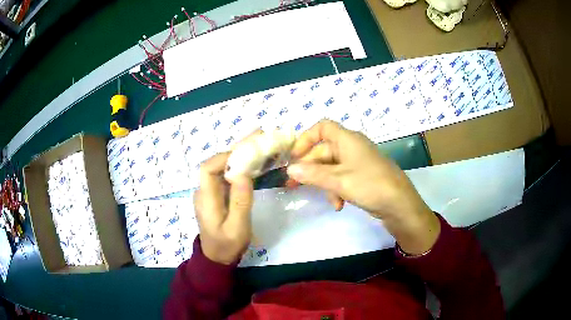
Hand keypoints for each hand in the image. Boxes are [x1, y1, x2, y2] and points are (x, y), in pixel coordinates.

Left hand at [194, 153, 253, 264]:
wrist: (217, 257)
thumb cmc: (227, 244)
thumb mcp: (238, 228)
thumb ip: (240, 202)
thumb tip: (243, 173)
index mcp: (206, 199)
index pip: (207, 169)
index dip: (224, 158)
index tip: (245, 154)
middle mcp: (203, 192)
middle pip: (213, 166)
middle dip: (233, 156)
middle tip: (255, 151)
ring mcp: (207, 194)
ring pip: (219, 171)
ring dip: (236, 162)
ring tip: (256, 158)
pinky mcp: (214, 196)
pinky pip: (222, 178)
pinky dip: (236, 172)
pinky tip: (250, 172)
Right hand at [287, 120, 439, 254]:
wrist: (401, 205)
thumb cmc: (371, 185)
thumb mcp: (339, 180)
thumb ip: (313, 174)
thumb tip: (290, 169)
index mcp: (348, 140)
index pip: (322, 128)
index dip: (306, 138)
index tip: (294, 157)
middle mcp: (352, 147)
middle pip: (324, 151)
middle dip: (310, 168)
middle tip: (294, 184)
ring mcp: (358, 163)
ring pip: (332, 167)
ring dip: (324, 183)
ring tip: (325, 199)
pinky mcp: (363, 177)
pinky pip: (342, 178)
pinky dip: (337, 189)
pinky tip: (338, 204)